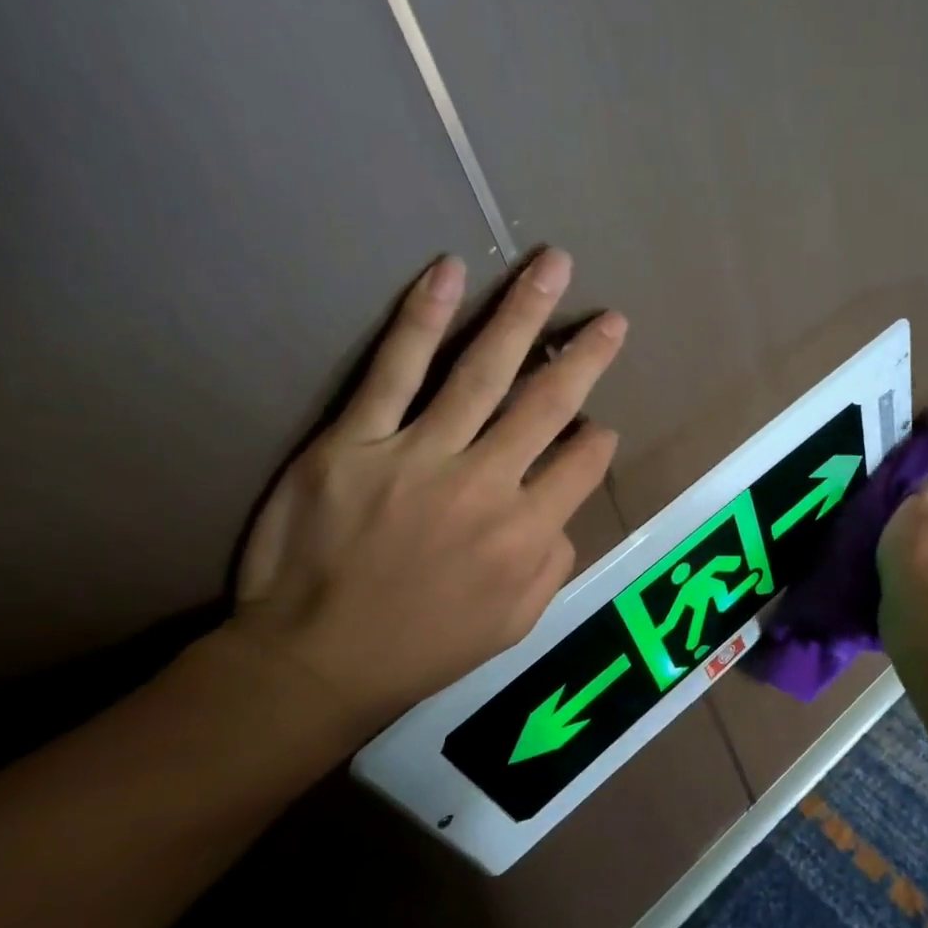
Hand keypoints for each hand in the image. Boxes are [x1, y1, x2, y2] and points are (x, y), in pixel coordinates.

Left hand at [228, 250, 624, 731]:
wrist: (316, 660)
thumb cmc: (423, 647)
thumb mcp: (514, 625)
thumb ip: (552, 565)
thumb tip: (563, 511)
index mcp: (525, 534)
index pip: (581, 465)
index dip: (598, 441)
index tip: (599, 427)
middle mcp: (485, 484)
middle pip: (547, 404)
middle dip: (585, 355)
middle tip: (610, 318)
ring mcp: (418, 455)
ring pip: (483, 371)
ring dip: (524, 315)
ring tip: (552, 266)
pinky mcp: (354, 440)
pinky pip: (394, 370)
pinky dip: (423, 319)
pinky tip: (448, 273)